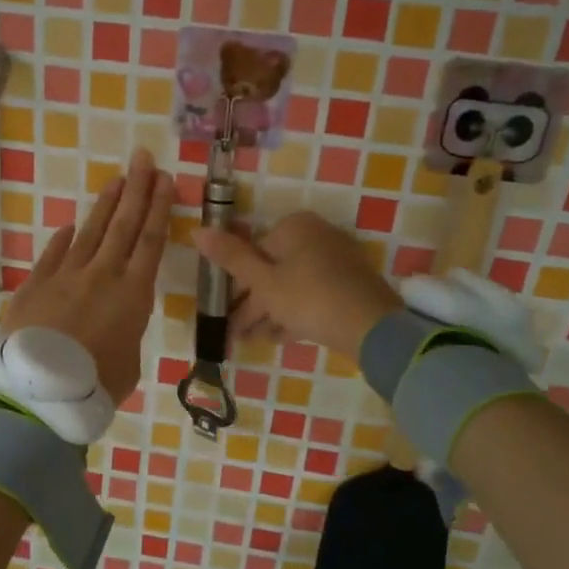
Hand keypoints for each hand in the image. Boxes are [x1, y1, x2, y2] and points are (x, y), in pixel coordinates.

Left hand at [3, 149, 173, 403]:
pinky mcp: (36, 284)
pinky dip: (64, 238)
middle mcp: (102, 275)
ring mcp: (66, 275)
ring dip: (105, 204)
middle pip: (123, 224)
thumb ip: (125, 335)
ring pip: (90, 231)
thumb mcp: (128, 363)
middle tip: (143, 158)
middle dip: (137, 189)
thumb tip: (114, 326)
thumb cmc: (95, 384)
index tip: (165, 179)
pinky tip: (70, 225)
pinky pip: (54, 253)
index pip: (151, 240)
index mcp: (133, 294)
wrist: (38, 389)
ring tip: (116, 180)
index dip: (159, 207)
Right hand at [193, 211, 400, 362]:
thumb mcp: (263, 281)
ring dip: (270, 313)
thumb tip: (197, 230)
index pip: (254, 251)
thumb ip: (231, 257)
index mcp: (295, 227)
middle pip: (273, 269)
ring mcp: (337, 261)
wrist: (371, 327)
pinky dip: (294, 313)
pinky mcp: (350, 285)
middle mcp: (317, 236)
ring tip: (252, 341)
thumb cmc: (308, 298)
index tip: (224, 313)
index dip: (236, 285)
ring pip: (292, 285)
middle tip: (235, 334)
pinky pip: (312, 295)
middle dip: (253, 304)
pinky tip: (280, 337)